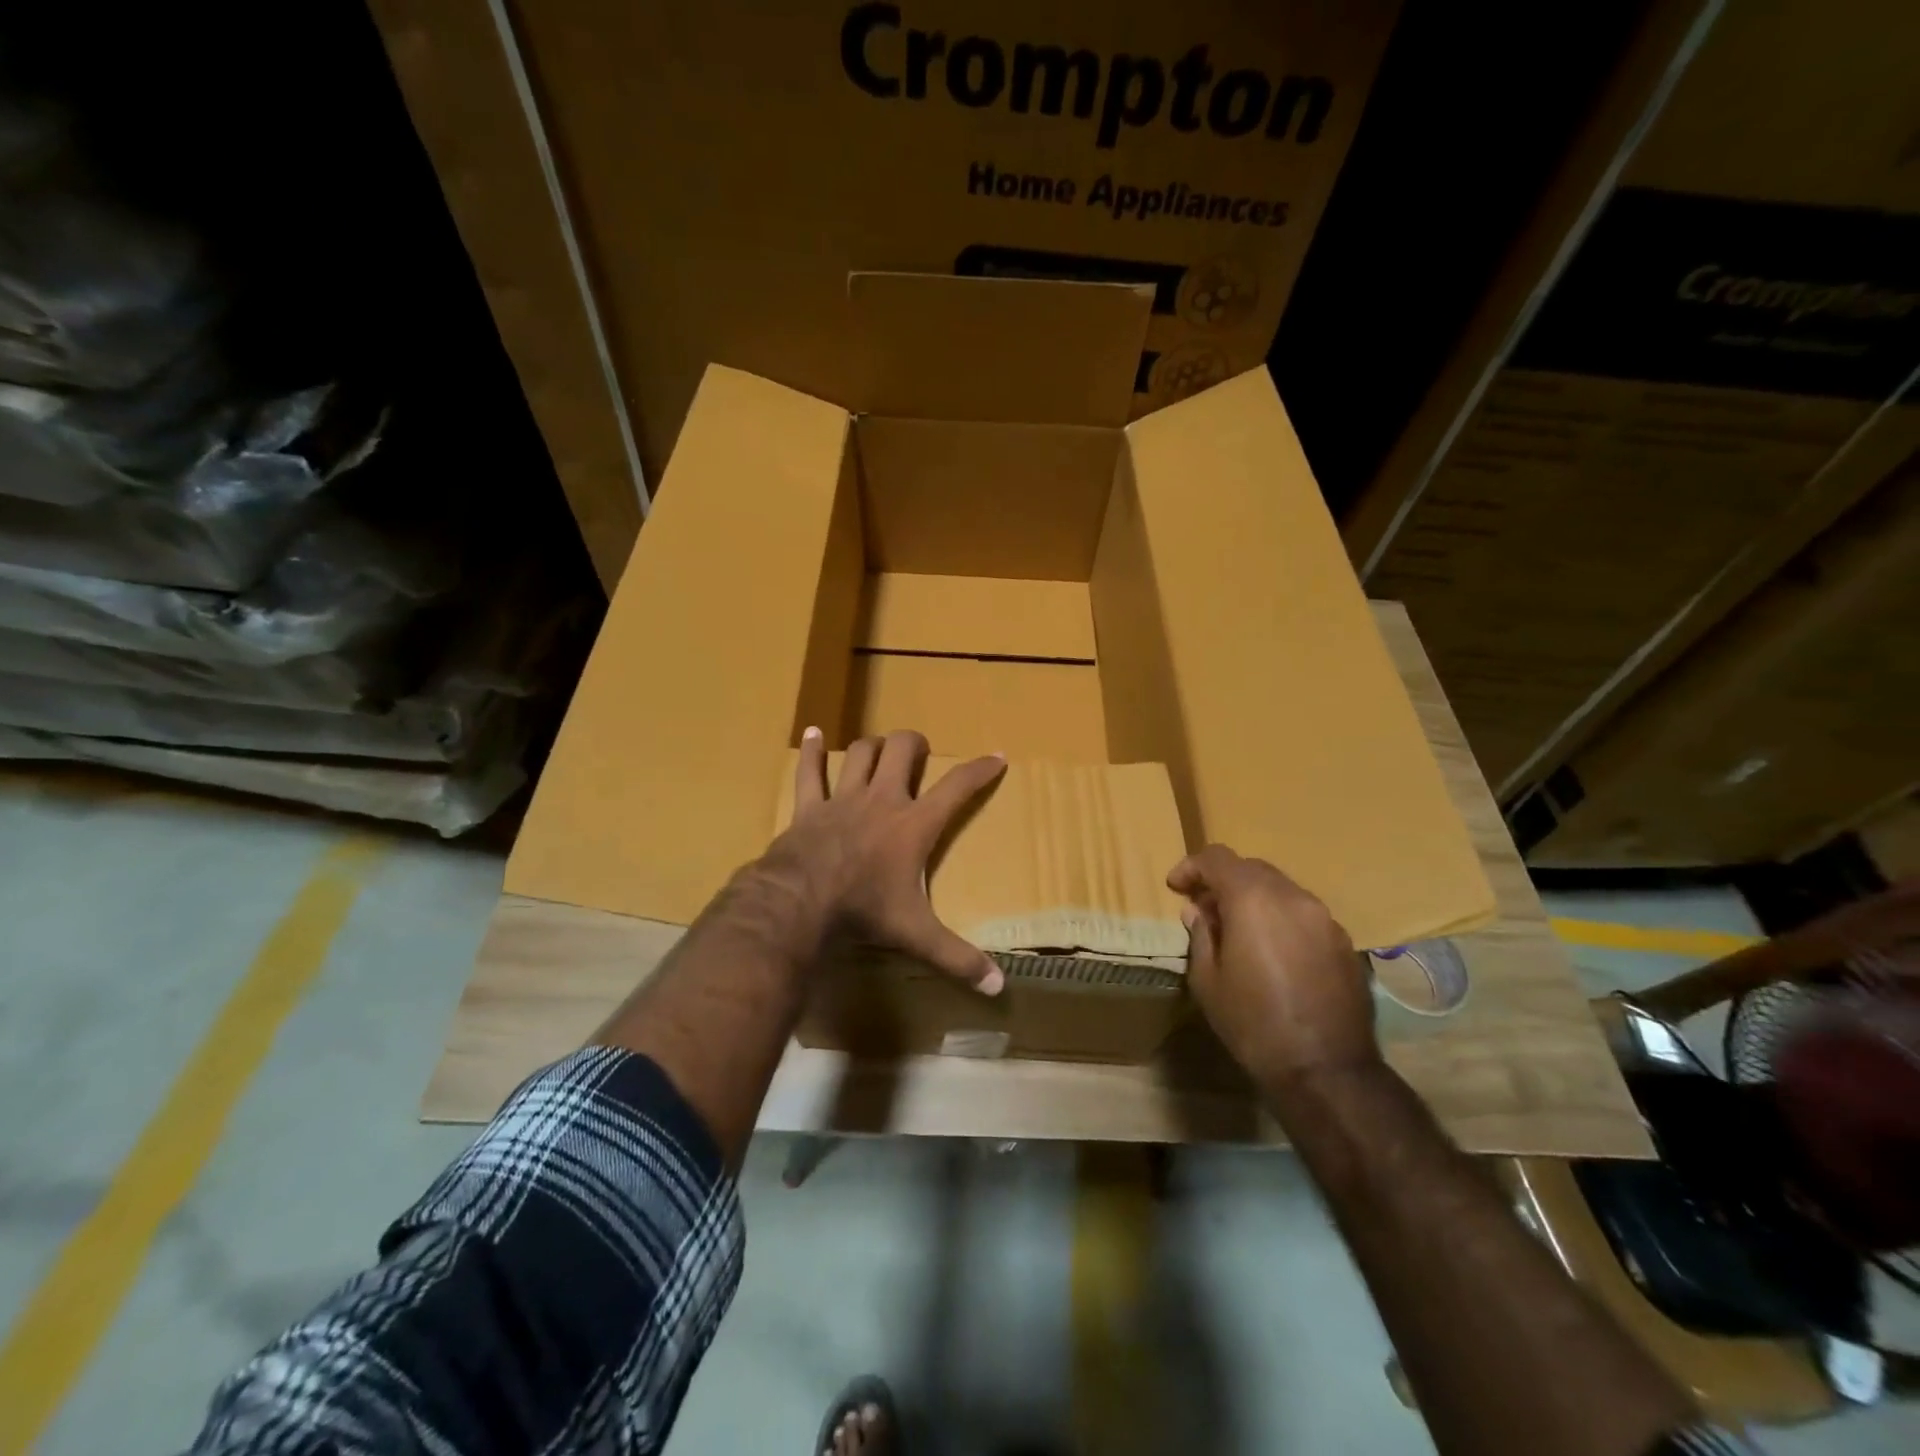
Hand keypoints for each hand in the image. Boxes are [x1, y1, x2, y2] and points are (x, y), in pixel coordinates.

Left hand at [755, 727, 1007, 993]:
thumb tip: (998, 988)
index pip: (957, 787)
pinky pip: (810, 771)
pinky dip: (812, 752)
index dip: (980, 770)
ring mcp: (844, 798)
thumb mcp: (916, 934)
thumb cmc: (864, 911)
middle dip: (915, 744)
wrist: (800, 902)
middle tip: (919, 754)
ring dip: (873, 746)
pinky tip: (813, 733)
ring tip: (880, 749)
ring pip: (861, 752)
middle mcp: (882, 799)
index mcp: (914, 824)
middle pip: (903, 750)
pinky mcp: (810, 806)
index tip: (996, 756)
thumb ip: (957, 957)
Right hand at [1168, 844, 1380, 1091]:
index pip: (1217, 858)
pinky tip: (1271, 950)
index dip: (1191, 867)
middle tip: (1203, 908)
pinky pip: (1303, 913)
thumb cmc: (1253, 1023)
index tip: (1175, 887)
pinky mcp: (1343, 941)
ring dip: (1254, 898)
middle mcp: (1292, 897)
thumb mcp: (1208, 981)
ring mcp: (1324, 918)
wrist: (1326, 1069)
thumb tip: (1198, 912)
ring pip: (1281, 888)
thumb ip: (1201, 936)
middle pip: (1251, 868)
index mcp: (1253, 900)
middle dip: (1223, 880)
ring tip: (1237, 928)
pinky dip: (1280, 917)